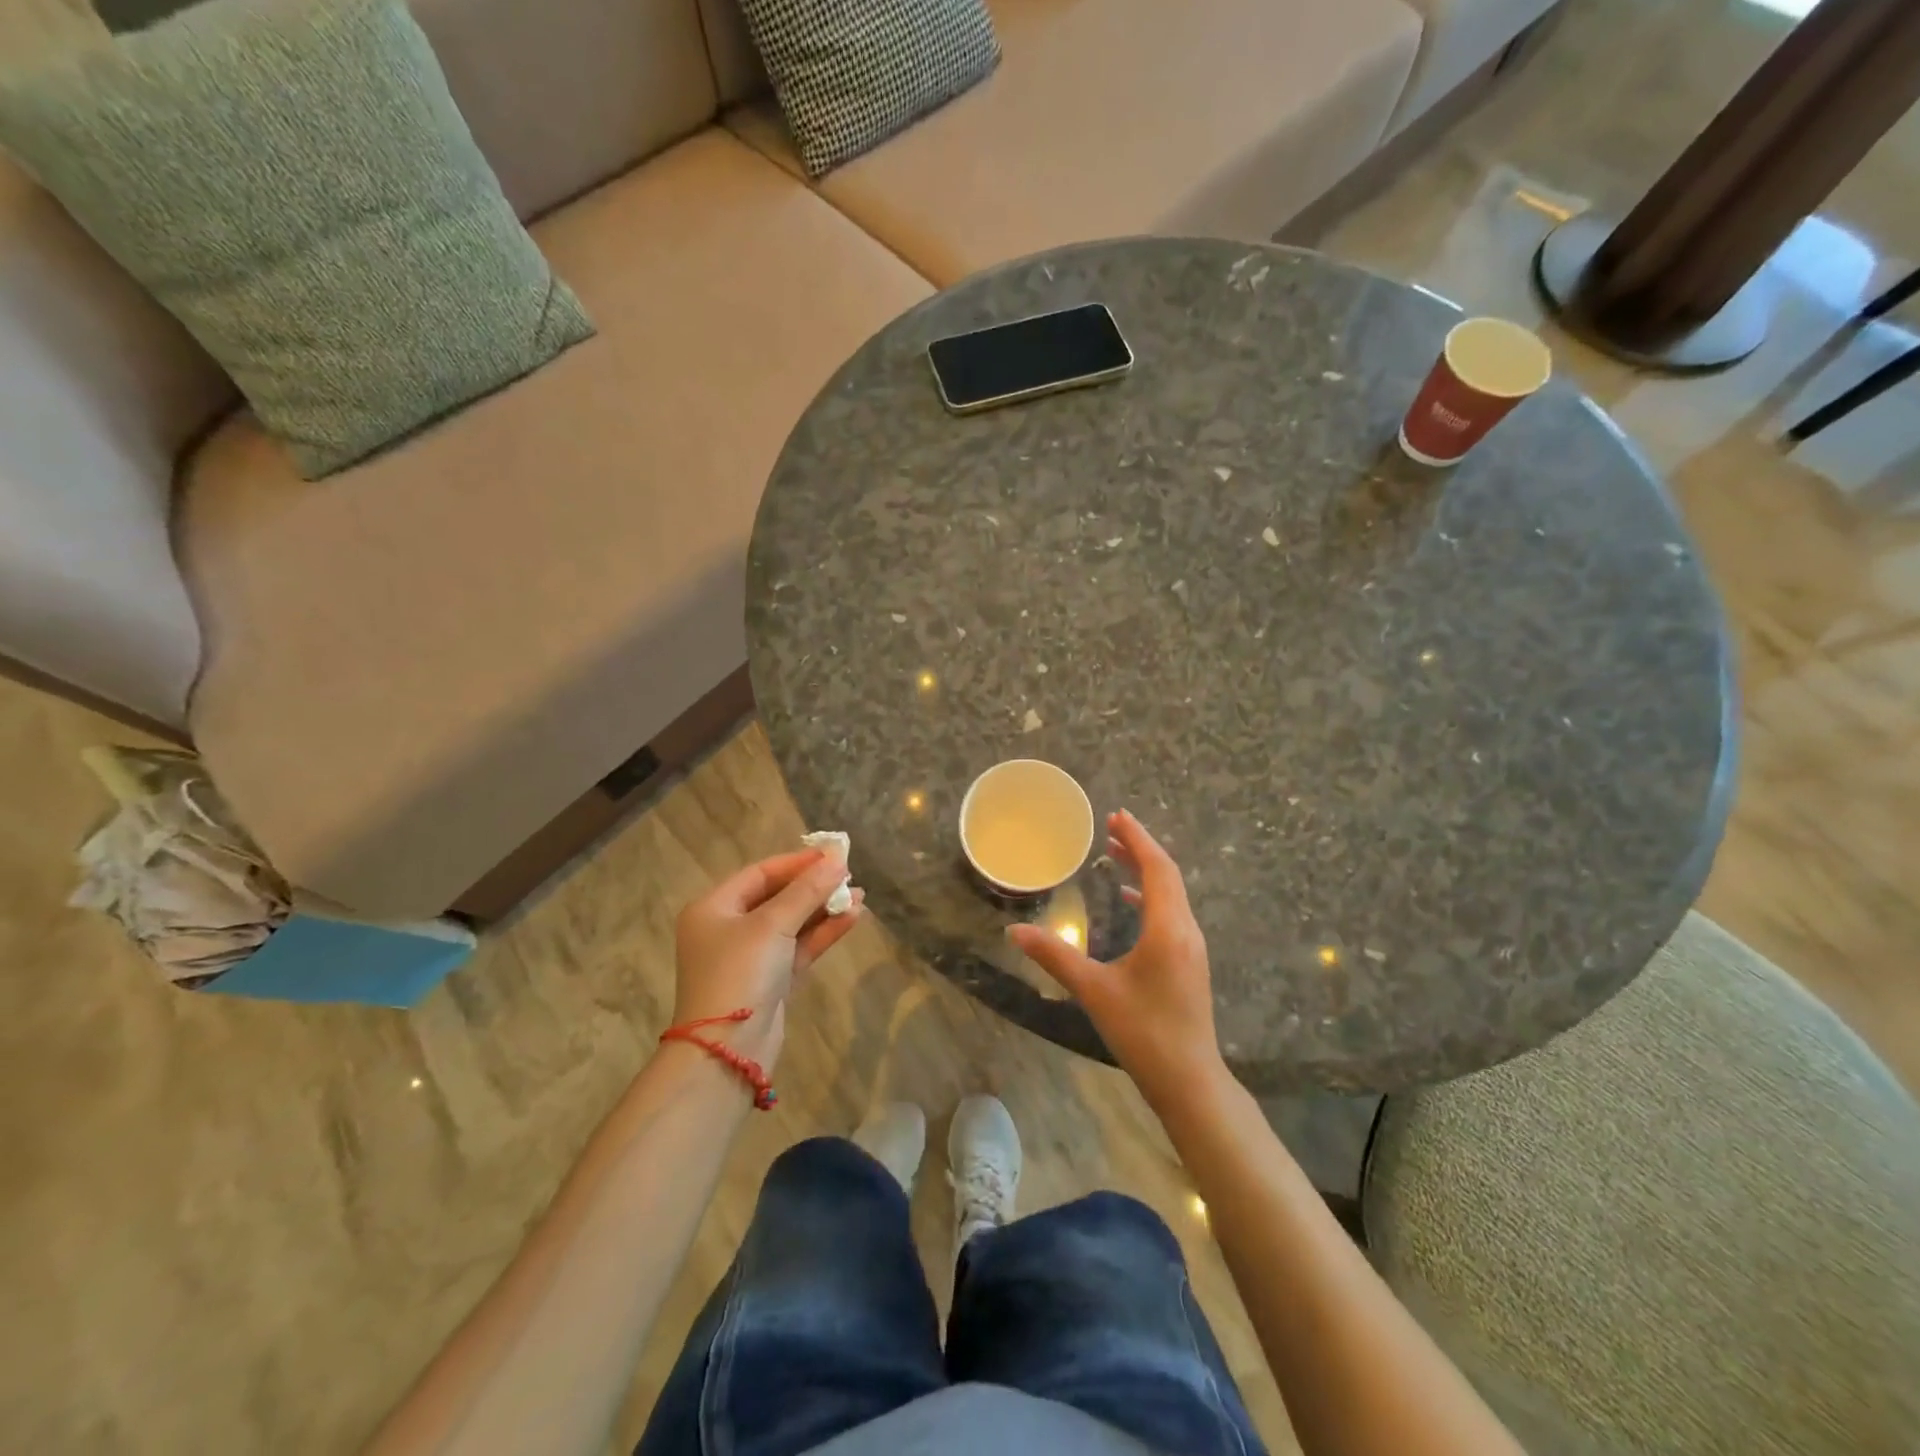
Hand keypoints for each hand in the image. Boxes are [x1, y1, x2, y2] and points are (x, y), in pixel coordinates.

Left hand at [671, 849, 861, 1070]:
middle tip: (850, 875)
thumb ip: (807, 891)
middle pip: (777, 897)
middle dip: (814, 886)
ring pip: (792, 924)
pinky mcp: (770, 981)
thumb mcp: (772, 925)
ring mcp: (750, 958)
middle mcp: (729, 929)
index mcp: (714, 909)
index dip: (798, 862)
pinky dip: (823, 933)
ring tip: (860, 896)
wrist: (727, 1052)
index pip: (760, 873)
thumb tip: (837, 859)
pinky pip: (799, 948)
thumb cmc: (740, 974)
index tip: (834, 855)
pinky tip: (852, 919)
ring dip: (824, 909)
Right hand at [1008, 810, 1225, 1110]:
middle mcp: (1186, 930)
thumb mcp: (1094, 991)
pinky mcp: (1189, 962)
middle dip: (1140, 848)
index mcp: (1168, 928)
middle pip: (1167, 875)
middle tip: (1111, 827)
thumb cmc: (1143, 1032)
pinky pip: (1171, 912)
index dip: (1138, 839)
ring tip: (1115, 855)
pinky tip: (1129, 901)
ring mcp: (1191, 947)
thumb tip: (1014, 931)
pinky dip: (1150, 895)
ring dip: (1146, 870)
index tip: (1116, 816)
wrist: (1189, 1081)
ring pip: (1172, 894)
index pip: (1157, 868)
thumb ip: (1055, 956)